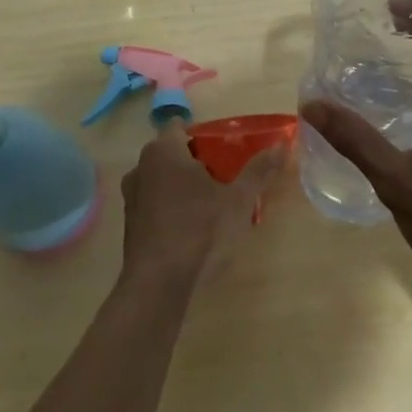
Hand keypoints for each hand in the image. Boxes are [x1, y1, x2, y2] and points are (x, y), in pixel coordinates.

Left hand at [119, 119, 278, 293]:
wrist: (158, 285)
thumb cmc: (200, 230)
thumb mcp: (239, 200)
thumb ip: (259, 170)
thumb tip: (281, 145)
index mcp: (164, 150)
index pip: (180, 126)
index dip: (202, 134)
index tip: (223, 149)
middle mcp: (141, 166)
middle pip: (171, 153)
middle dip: (195, 161)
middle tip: (224, 176)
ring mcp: (131, 197)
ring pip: (161, 179)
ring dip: (181, 186)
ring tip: (210, 203)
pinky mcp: (130, 225)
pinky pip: (154, 204)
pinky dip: (170, 208)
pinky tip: (191, 228)